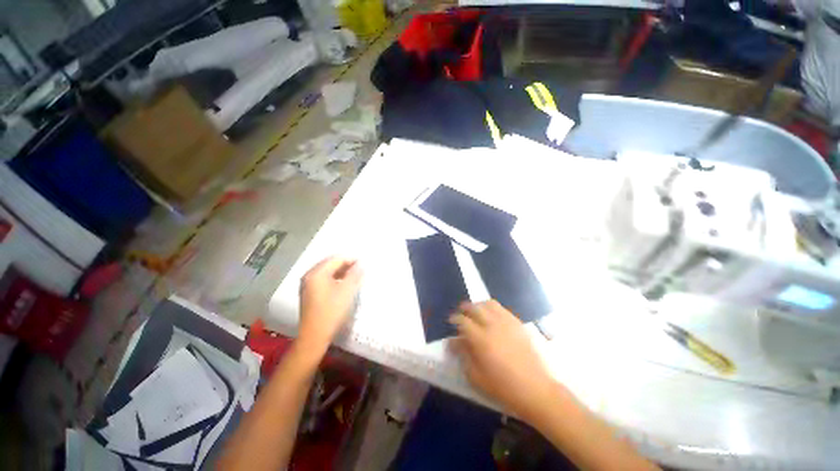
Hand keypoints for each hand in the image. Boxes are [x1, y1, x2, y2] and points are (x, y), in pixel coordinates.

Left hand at [298, 257, 362, 351]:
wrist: (314, 337)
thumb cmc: (332, 312)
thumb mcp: (347, 291)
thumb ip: (355, 274)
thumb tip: (361, 263)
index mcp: (317, 273)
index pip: (336, 259)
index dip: (351, 259)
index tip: (364, 264)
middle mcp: (309, 276)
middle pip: (330, 263)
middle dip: (345, 264)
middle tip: (360, 269)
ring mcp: (307, 285)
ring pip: (326, 272)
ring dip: (340, 271)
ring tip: (354, 276)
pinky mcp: (308, 293)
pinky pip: (323, 279)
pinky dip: (334, 279)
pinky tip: (343, 285)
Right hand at [450, 300, 558, 420]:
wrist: (536, 389)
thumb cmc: (503, 387)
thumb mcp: (476, 376)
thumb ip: (463, 355)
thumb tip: (452, 341)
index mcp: (481, 338)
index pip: (462, 320)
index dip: (454, 319)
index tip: (451, 321)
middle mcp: (493, 325)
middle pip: (475, 307)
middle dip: (465, 308)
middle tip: (462, 314)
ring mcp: (507, 322)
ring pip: (489, 304)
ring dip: (479, 305)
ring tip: (476, 313)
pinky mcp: (518, 323)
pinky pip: (502, 309)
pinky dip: (493, 309)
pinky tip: (492, 318)